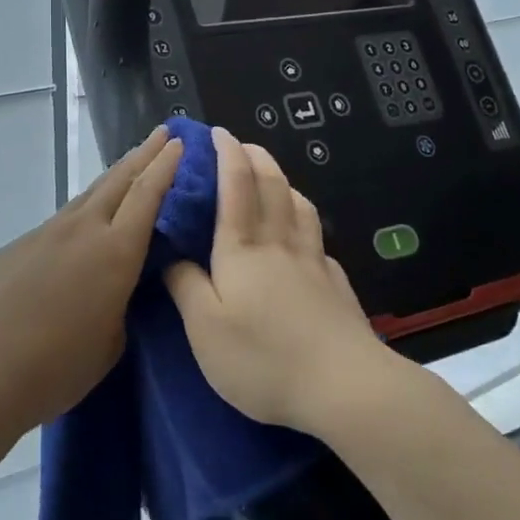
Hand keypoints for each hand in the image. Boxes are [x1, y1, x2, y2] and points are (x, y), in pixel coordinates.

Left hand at [0, 127, 183, 432]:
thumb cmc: (58, 368)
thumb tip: (116, 285)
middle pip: (118, 180)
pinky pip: (59, 223)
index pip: (147, 195)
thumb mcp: (112, 342)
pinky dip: (81, 215)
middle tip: (163, 133)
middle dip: (144, 154)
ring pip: (87, 196)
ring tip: (130, 167)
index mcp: (114, 252)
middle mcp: (81, 230)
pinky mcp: (18, 246)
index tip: (180, 142)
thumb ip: (121, 302)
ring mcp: (45, 233)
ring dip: (113, 178)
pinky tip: (81, 230)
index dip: (166, 166)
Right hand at [165, 126, 392, 433]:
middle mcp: (280, 245)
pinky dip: (307, 225)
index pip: (236, 186)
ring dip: (285, 183)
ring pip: (300, 208)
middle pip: (273, 186)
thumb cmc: (263, 358)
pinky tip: (305, 240)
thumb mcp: (204, 329)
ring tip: (275, 181)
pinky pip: (319, 241)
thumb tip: (174, 258)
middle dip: (257, 157)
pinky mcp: (337, 287)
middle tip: (244, 144)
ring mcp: (315, 263)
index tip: (218, 132)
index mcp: (243, 249)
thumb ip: (185, 287)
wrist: (345, 387)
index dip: (227, 154)